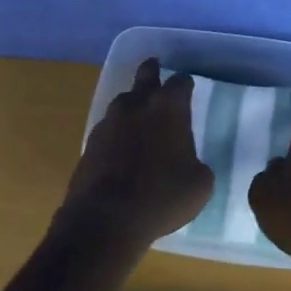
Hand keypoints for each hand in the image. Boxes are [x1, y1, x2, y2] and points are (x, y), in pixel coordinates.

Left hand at [60, 59, 213, 252]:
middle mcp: (137, 104)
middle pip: (146, 74)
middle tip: (157, 73)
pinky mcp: (90, 141)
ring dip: (134, 105)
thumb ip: (198, 163)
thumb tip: (190, 162)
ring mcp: (109, 121)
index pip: (181, 82)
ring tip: (141, 120)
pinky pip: (109, 127)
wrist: (105, 219)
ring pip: (124, 101)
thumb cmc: (161, 197)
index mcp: (168, 108)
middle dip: (153, 71)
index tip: (188, 91)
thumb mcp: (200, 184)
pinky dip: (118, 133)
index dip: (186, 85)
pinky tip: (122, 150)